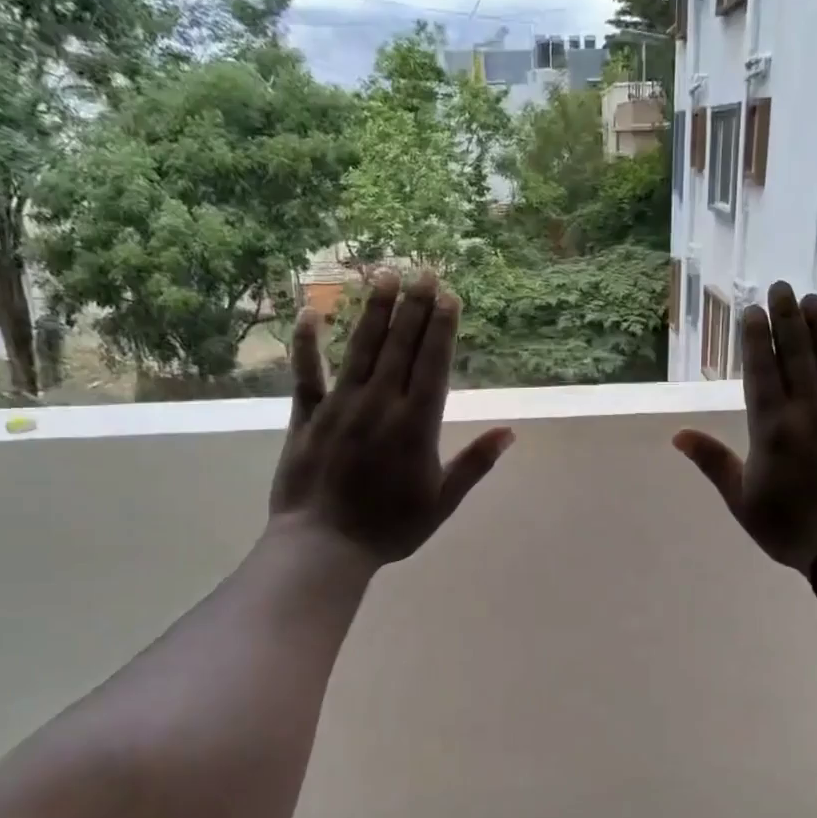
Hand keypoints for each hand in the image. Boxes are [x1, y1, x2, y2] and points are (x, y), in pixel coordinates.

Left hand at [268, 270, 514, 564]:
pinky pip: (306, 373)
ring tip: (384, 275)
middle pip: (400, 346)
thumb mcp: (442, 501)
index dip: (441, 327)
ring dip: (374, 310)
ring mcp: (340, 405)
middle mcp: (380, 404)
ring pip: (361, 348)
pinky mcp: (306, 416)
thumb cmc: (390, 528)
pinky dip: (307, 343)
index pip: (433, 364)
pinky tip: (311, 312)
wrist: (323, 546)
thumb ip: (475, 464)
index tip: (448, 295)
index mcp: (416, 425)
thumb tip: (510, 432)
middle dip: (414, 306)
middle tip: (422, 271)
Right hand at [673, 281, 816, 574]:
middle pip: (797, 355)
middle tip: (782, 286)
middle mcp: (810, 410)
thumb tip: (678, 434)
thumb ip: (713, 462)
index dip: (756, 338)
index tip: (754, 308)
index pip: (761, 371)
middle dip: (787, 318)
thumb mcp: (741, 500)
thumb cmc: (790, 529)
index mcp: (773, 427)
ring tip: (814, 301)